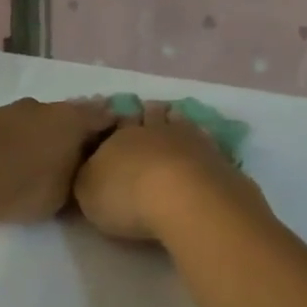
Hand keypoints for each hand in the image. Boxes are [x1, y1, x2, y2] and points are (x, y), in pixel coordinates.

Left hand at [0, 98, 116, 224]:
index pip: (103, 116)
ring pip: (35, 121)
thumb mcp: (64, 195)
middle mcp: (44, 107)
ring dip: (39, 136)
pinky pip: (8, 131)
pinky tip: (7, 162)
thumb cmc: (24, 184)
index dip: (112, 128)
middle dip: (73, 133)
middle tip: (76, 156)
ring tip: (39, 162)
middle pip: (67, 116)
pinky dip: (13, 143)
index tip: (116, 142)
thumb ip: (78, 181)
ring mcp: (10, 110)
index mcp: (72, 118)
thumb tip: (83, 175)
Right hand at [74, 101, 263, 242]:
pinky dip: (202, 143)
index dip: (117, 122)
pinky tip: (202, 147)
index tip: (118, 120)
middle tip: (149, 109)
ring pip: (181, 122)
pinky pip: (207, 143)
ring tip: (175, 118)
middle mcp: (156, 130)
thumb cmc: (127, 195)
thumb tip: (93, 168)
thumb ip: (89, 177)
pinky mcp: (218, 157)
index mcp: (121, 135)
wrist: (185, 198)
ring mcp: (191, 139)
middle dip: (149, 114)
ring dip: (176, 120)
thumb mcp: (88, 191)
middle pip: (151, 116)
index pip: (117, 123)